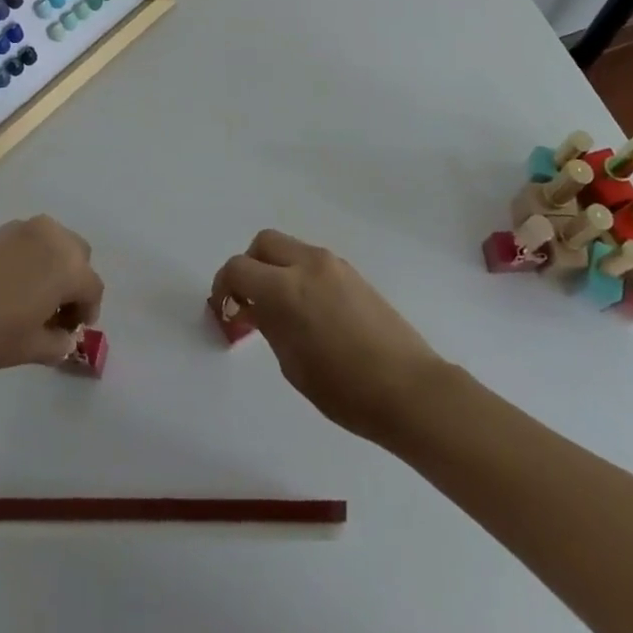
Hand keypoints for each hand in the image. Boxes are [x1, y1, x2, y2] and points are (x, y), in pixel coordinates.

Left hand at [0, 216, 103, 375]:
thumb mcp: (28, 349)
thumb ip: (57, 344)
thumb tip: (65, 338)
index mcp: (68, 266)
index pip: (93, 286)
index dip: (88, 310)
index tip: (72, 331)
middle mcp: (53, 237)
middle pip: (78, 256)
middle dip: (74, 283)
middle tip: (55, 314)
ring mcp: (24, 228)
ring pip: (55, 243)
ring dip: (54, 266)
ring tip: (33, 298)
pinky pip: (30, 241)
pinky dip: (32, 258)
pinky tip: (10, 286)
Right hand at [211, 231, 447, 444]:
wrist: (409, 389)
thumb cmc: (345, 389)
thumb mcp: (292, 364)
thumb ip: (269, 325)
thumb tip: (256, 308)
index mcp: (286, 288)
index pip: (238, 268)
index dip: (223, 287)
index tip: (225, 310)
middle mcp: (307, 264)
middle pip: (264, 243)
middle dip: (249, 266)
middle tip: (249, 301)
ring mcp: (333, 264)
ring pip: (290, 248)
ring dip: (275, 268)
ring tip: (279, 310)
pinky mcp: (352, 273)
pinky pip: (312, 261)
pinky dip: (298, 274)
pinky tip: (307, 311)